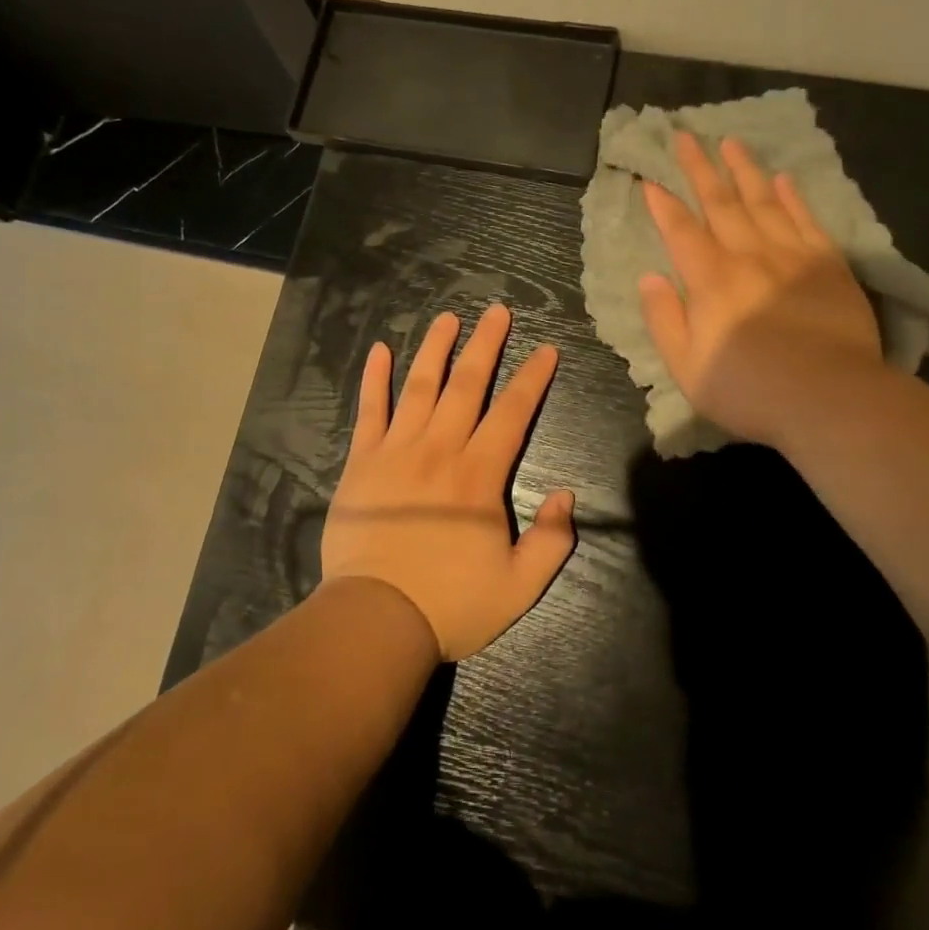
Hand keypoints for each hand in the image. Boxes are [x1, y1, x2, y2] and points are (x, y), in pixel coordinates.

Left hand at [321, 304, 576, 661]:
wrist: (376, 618)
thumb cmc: (449, 603)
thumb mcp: (519, 586)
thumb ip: (551, 541)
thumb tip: (566, 495)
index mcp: (479, 475)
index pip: (513, 413)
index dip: (532, 379)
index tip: (545, 350)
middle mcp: (440, 449)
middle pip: (467, 384)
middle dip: (485, 344)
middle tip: (497, 311)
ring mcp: (397, 450)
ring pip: (420, 386)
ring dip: (435, 348)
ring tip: (448, 317)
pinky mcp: (362, 461)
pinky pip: (369, 410)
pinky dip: (374, 379)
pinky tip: (378, 350)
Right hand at [638, 131, 881, 446]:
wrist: (831, 399)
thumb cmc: (750, 389)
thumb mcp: (686, 366)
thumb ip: (663, 318)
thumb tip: (649, 276)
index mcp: (710, 279)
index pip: (680, 230)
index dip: (663, 204)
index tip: (649, 179)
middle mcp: (748, 256)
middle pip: (720, 203)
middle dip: (699, 168)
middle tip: (686, 137)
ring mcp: (792, 256)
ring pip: (763, 201)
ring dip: (744, 170)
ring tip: (730, 143)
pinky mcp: (829, 265)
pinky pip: (806, 220)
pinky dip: (792, 197)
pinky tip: (782, 180)